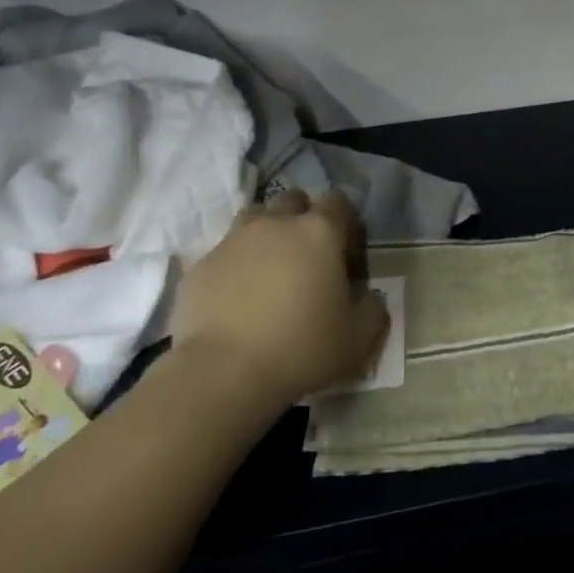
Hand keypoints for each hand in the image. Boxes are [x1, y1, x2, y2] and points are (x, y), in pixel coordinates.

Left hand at [170, 189, 388, 407]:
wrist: (223, 372)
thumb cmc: (301, 349)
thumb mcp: (358, 338)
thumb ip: (372, 308)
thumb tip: (368, 296)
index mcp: (319, 233)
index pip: (338, 201)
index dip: (345, 222)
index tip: (346, 252)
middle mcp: (276, 224)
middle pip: (293, 200)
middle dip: (302, 218)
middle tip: (306, 256)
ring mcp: (233, 240)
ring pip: (254, 217)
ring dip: (266, 233)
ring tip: (269, 269)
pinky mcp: (201, 264)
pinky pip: (224, 252)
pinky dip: (234, 265)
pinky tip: (236, 297)